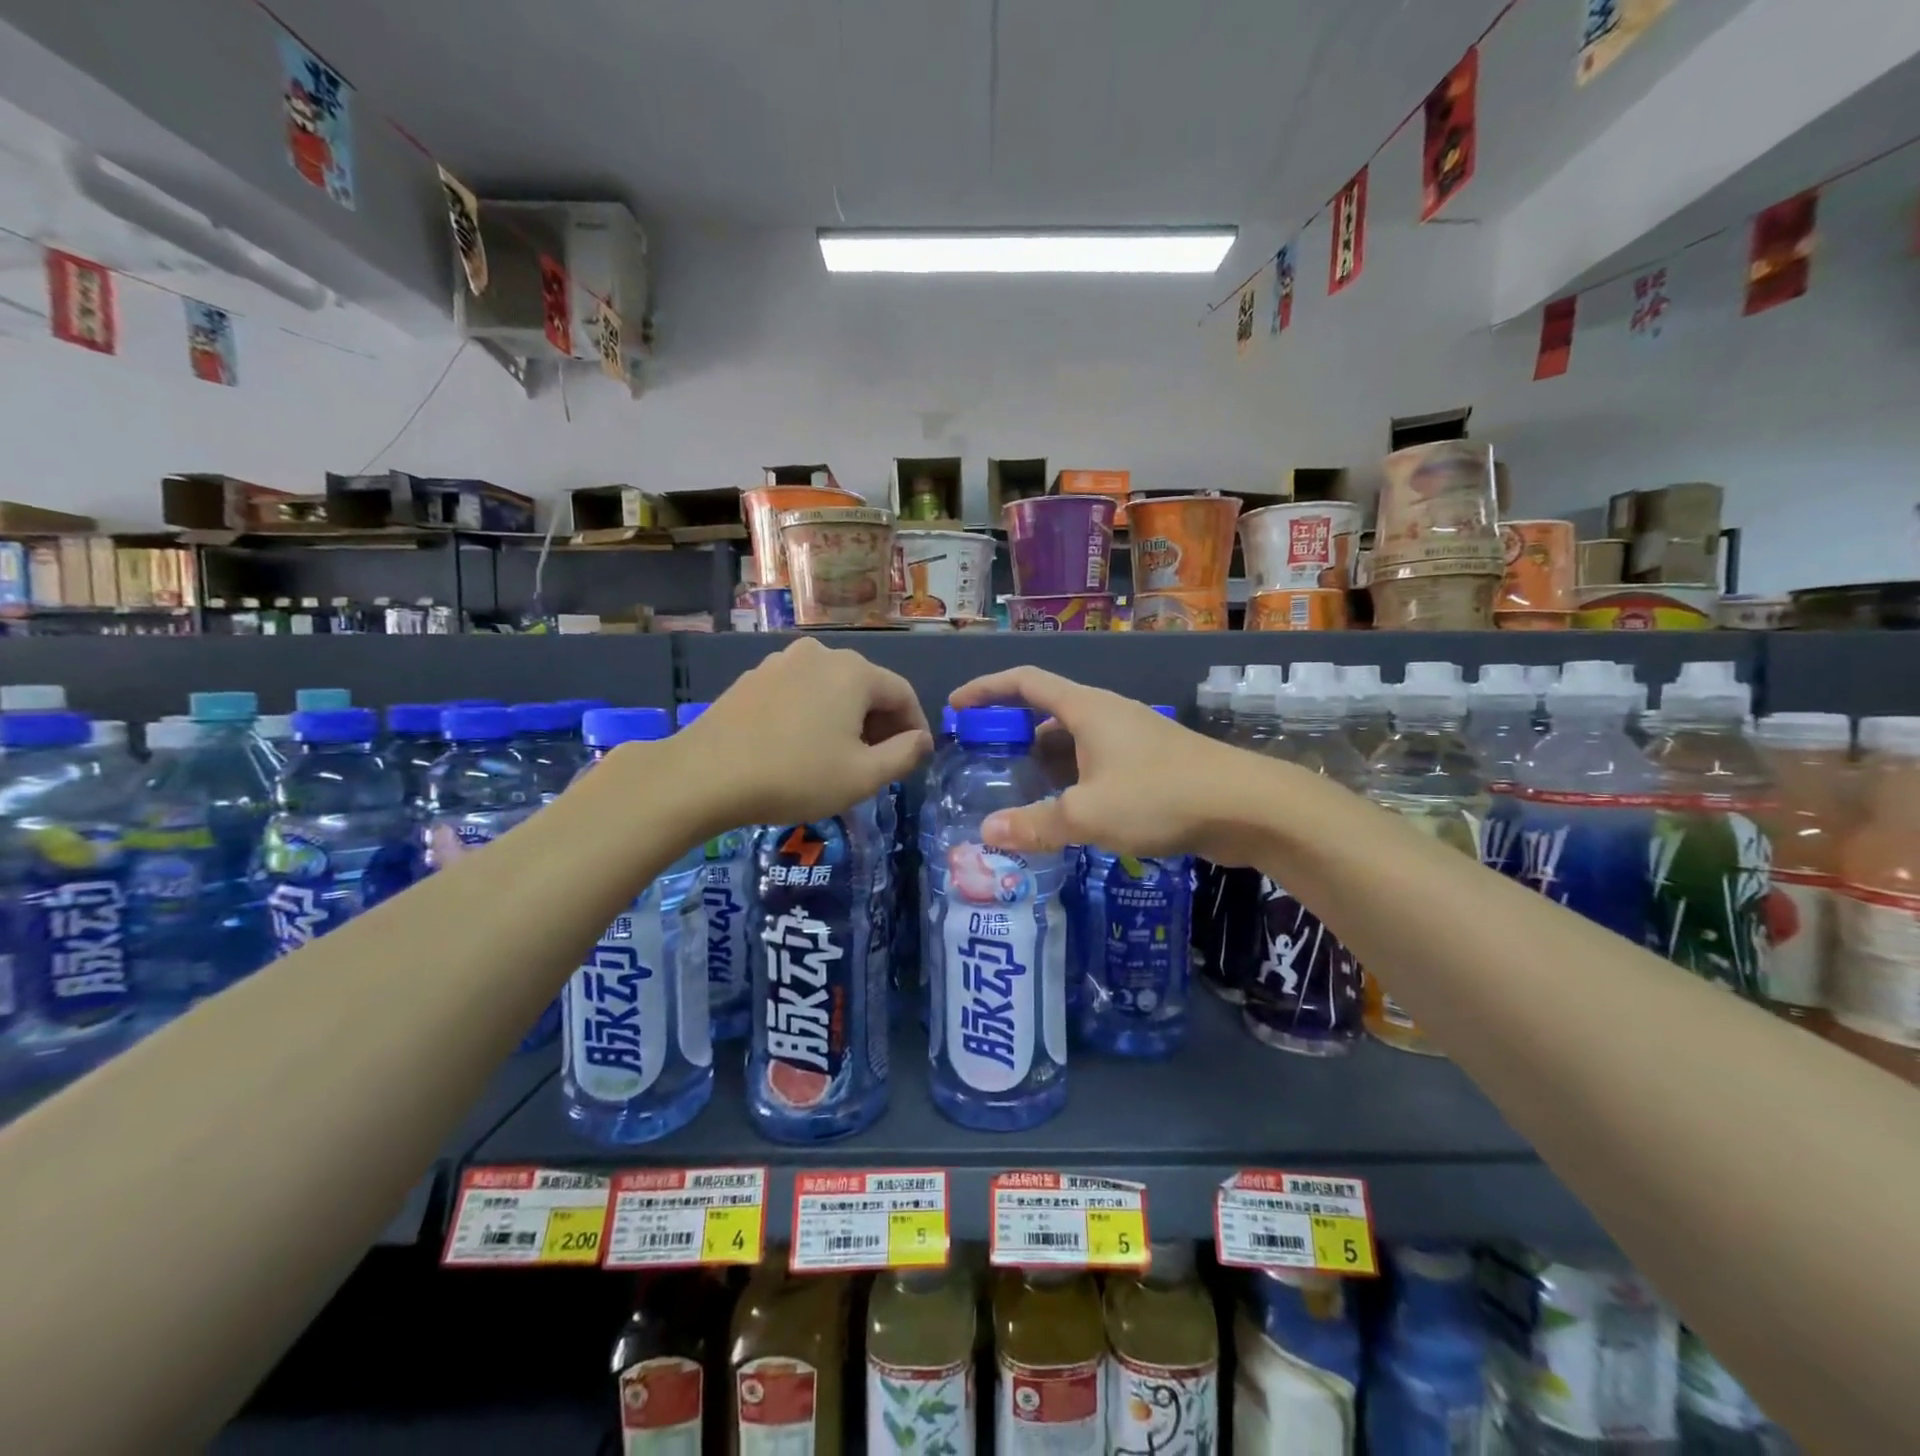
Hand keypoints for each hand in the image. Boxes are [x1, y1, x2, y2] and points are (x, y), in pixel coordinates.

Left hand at [674, 637, 930, 830]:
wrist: (705, 775)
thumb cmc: (795, 776)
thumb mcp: (862, 776)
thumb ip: (904, 755)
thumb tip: (921, 740)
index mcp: (854, 672)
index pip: (902, 693)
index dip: (915, 727)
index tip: (915, 758)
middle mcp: (820, 655)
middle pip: (867, 687)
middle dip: (880, 724)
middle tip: (880, 763)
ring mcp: (782, 662)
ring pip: (832, 689)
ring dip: (846, 719)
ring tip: (840, 757)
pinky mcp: (754, 678)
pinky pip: (800, 692)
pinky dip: (814, 714)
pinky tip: (802, 746)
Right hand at [949, 666, 1252, 862]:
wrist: (1248, 806)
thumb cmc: (1161, 796)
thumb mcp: (1088, 814)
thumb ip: (1035, 824)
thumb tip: (986, 833)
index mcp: (1087, 709)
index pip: (1025, 681)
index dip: (986, 689)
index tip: (957, 707)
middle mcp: (1107, 715)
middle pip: (1047, 712)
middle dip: (1013, 734)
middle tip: (985, 764)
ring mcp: (1132, 739)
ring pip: (1074, 743)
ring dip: (1044, 763)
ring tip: (1018, 793)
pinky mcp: (1152, 764)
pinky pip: (1097, 764)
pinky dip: (1073, 780)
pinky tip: (1068, 813)